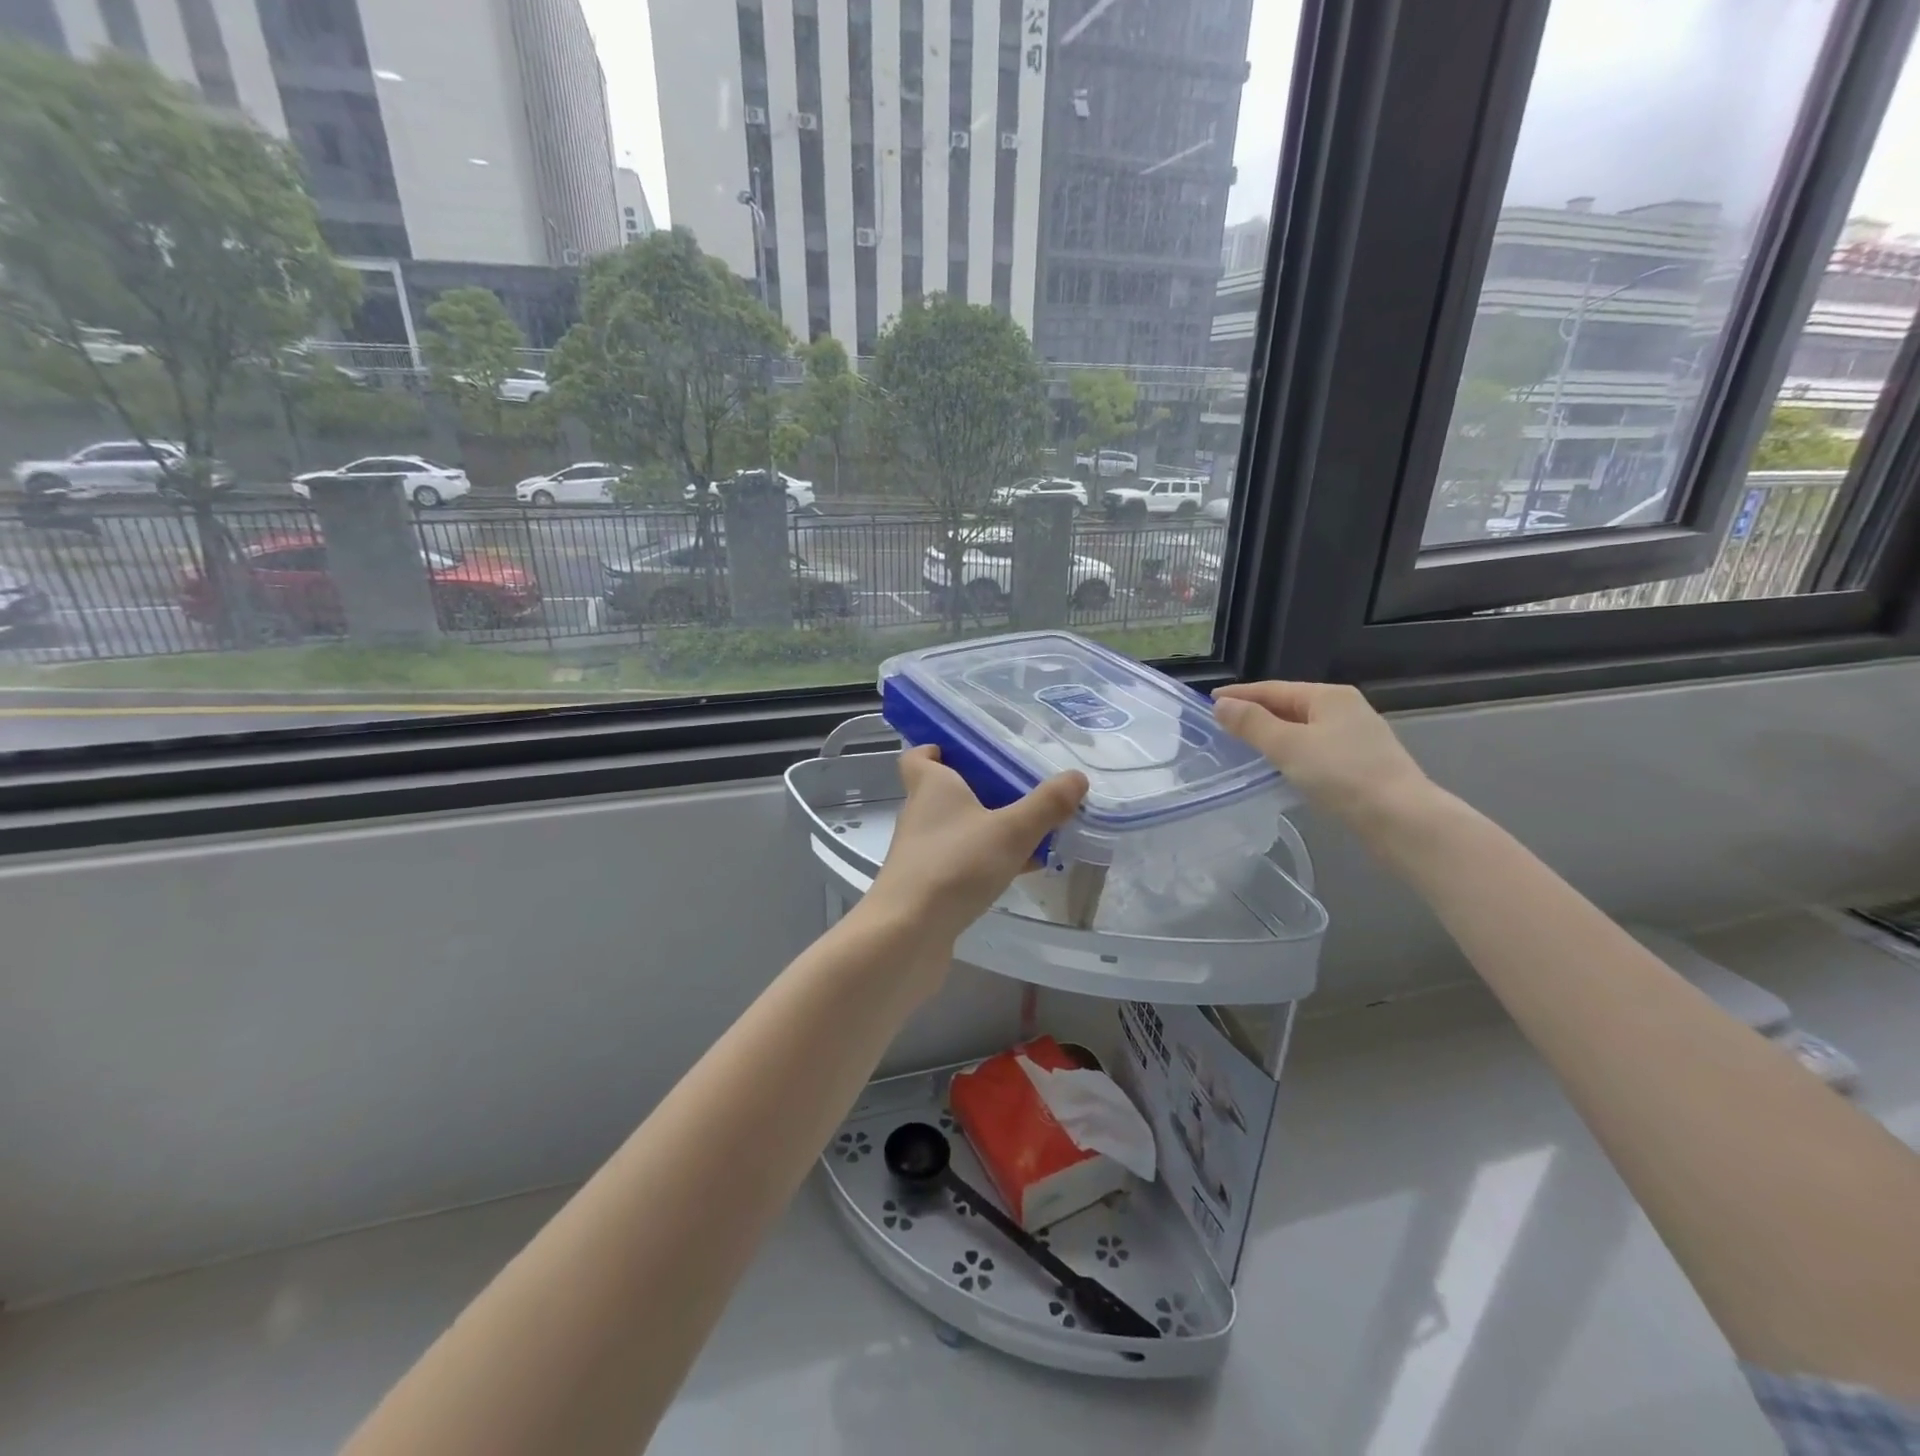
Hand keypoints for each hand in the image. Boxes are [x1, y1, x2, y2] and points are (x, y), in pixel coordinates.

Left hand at [867, 746, 1087, 947]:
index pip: (919, 756)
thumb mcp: (1011, 831)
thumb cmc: (954, 866)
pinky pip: (961, 862)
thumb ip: (1045, 805)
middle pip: (946, 791)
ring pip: (958, 829)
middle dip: (981, 788)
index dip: (939, 749)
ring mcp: (921, 852)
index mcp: (931, 786)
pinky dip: (987, 861)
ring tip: (1033, 830)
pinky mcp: (927, 886)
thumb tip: (1077, 777)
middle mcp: (920, 814)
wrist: (908, 933)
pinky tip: (1020, 871)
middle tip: (1021, 788)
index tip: (971, 751)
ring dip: (989, 828)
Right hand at [1212, 681, 1436, 830]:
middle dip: (1256, 713)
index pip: (1273, 689)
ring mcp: (1357, 736)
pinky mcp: (1361, 763)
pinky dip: (1291, 751)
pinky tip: (1280, 765)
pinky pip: (1315, 748)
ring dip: (1273, 733)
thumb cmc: (1342, 775)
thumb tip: (1221, 705)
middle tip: (1222, 724)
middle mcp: (1345, 708)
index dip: (1240, 694)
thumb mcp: (1288, 746)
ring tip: (1244, 744)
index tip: (1209, 702)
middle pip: (1290, 705)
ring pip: (1303, 728)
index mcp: (1328, 696)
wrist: (1401, 819)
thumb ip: (1252, 724)